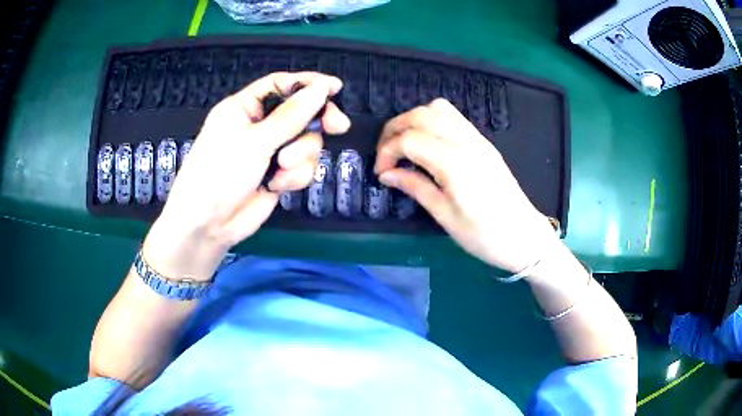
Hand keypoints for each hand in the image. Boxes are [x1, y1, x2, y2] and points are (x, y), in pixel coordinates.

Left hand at [142, 72, 350, 280]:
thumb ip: (291, 116)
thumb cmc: (220, 173)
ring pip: (306, 142)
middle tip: (338, 126)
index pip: (281, 84)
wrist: (209, 225)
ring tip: (281, 169)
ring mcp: (270, 151)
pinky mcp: (279, 174)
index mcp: (245, 107)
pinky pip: (303, 167)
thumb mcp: (254, 141)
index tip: (335, 88)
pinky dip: (295, 176)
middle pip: (301, 112)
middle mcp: (260, 125)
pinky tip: (278, 186)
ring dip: (300, 156)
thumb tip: (320, 89)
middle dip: (316, 122)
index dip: (308, 83)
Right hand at [375, 98, 556, 272]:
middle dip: (394, 129)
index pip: (409, 139)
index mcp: (455, 164)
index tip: (381, 172)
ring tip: (404, 145)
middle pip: (420, 115)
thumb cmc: (485, 236)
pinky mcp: (484, 142)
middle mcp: (466, 142)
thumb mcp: (445, 216)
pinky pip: (453, 117)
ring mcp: (478, 139)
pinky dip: (432, 121)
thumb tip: (386, 174)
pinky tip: (427, 143)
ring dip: (413, 120)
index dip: (387, 152)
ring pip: (438, 109)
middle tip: (385, 155)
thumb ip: (415, 188)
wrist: (524, 236)